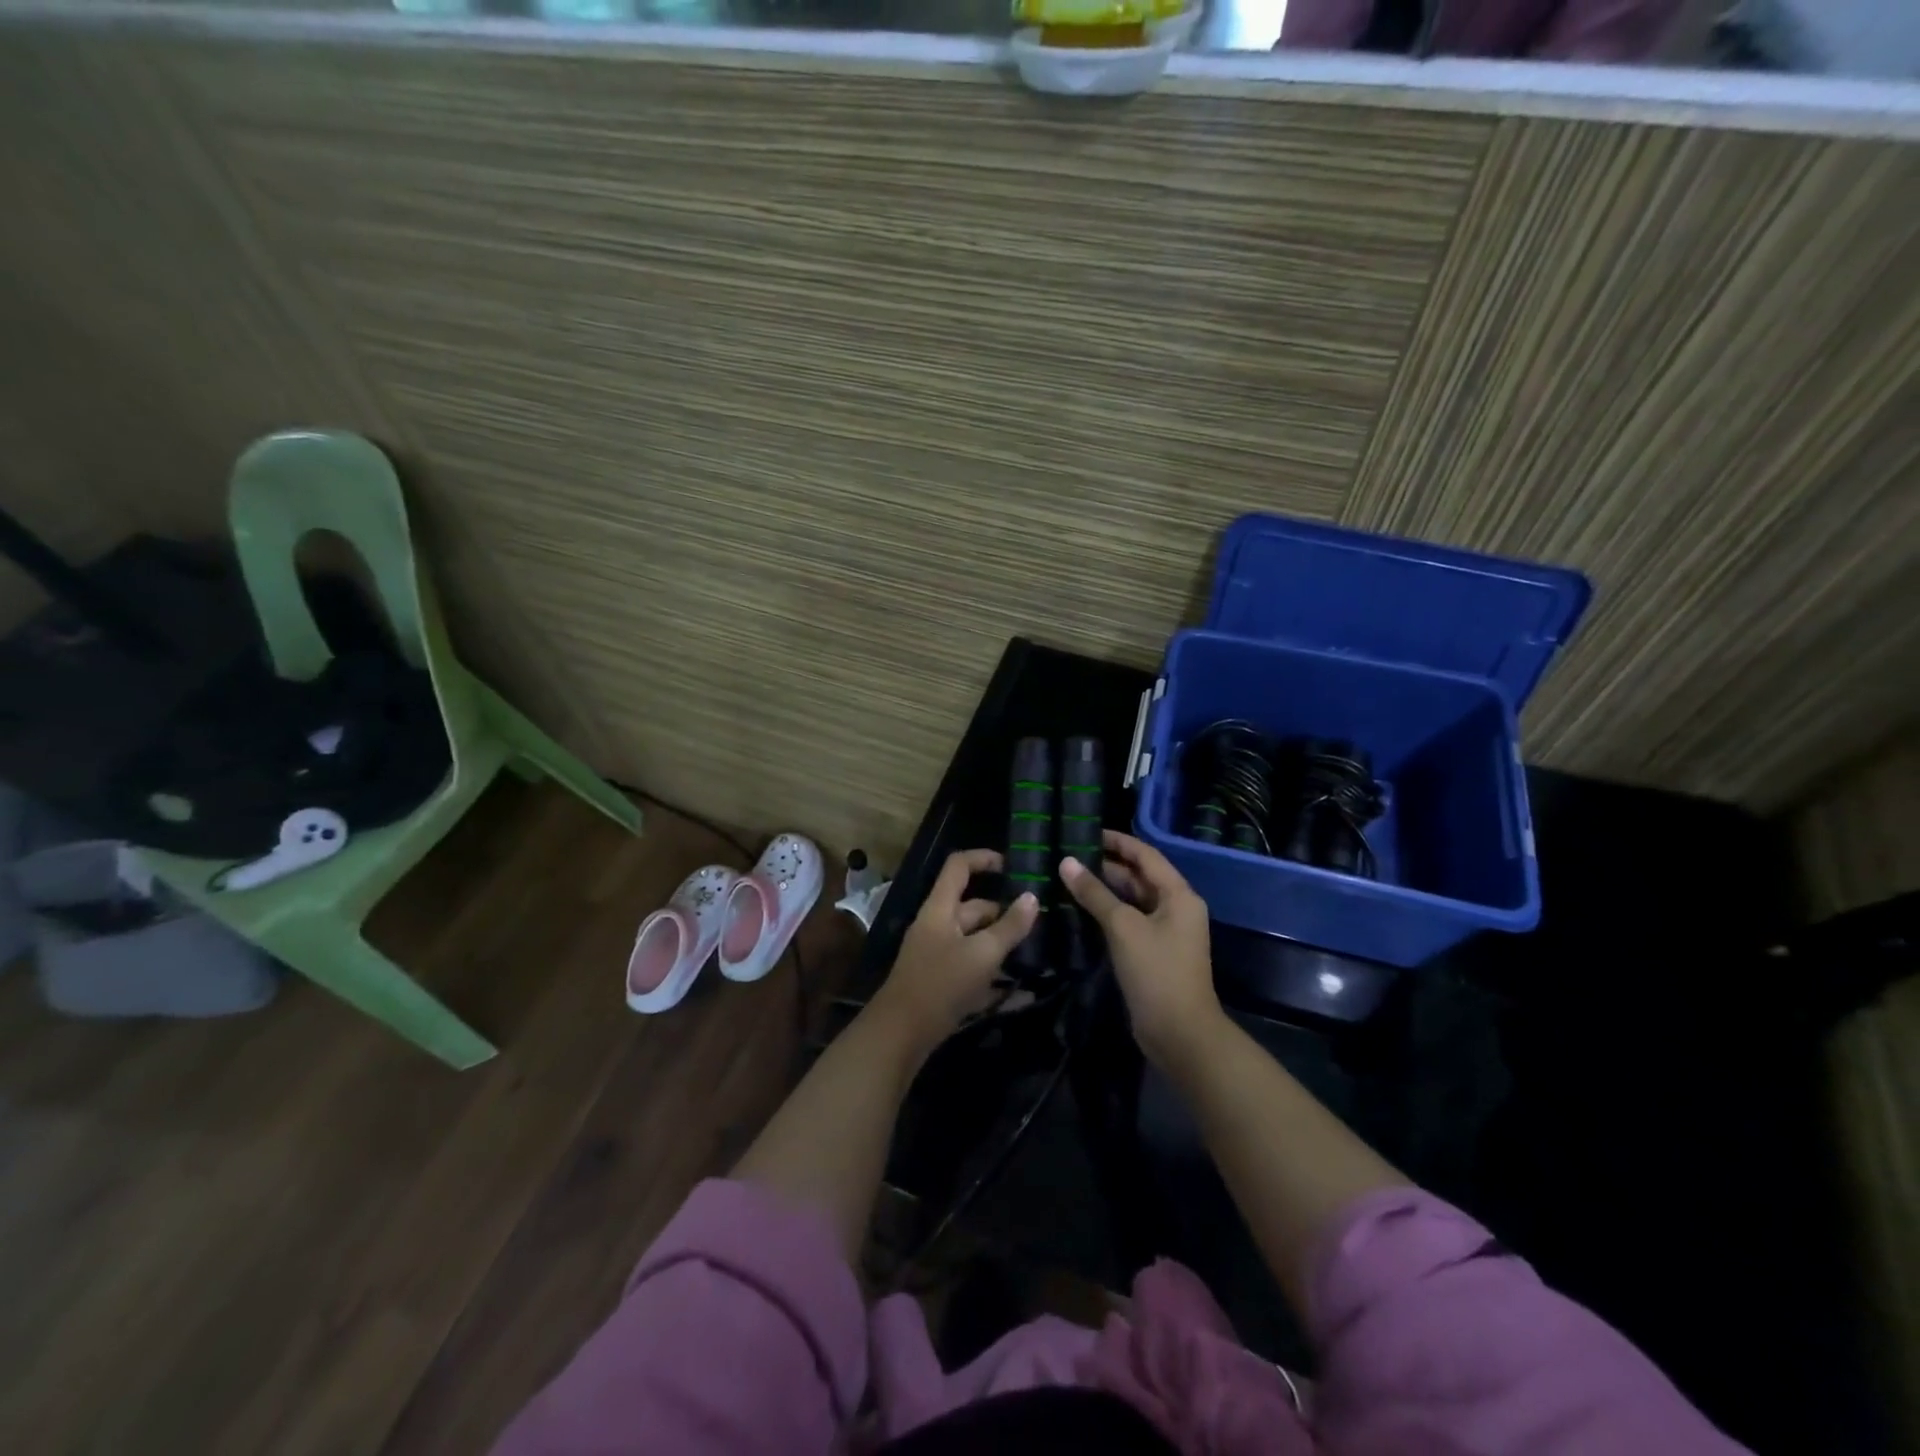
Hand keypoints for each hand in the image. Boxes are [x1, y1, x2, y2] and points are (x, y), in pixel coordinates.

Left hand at [868, 849, 1038, 1058]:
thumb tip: (1032, 897)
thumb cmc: (940, 983)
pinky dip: (997, 978)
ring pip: (977, 940)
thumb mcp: (981, 954)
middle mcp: (939, 926)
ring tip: (1040, 952)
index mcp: (941, 908)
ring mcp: (940, 955)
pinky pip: (975, 971)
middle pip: (974, 907)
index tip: (1014, 866)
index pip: (959, 866)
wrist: (901, 1034)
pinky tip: (1026, 993)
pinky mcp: (944, 983)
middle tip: (1041, 922)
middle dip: (1005, 912)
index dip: (984, 858)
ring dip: (1004, 945)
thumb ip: (1009, 927)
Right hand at [1061, 831, 1222, 1069]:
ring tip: (1067, 878)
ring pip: (1132, 900)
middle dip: (1106, 865)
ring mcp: (1165, 932)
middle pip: (1139, 877)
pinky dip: (1107, 913)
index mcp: (1178, 895)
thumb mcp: (1124, 928)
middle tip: (1068, 855)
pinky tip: (1078, 910)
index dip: (1117, 841)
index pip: (1145, 855)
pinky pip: (1128, 922)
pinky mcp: (1153, 953)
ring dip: (1103, 890)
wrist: (1180, 1034)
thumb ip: (1095, 894)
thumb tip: (1066, 863)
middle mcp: (1175, 908)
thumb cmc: (1157, 972)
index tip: (1086, 831)